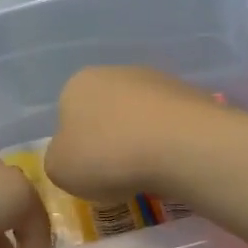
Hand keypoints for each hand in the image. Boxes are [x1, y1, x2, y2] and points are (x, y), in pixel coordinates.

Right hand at [44, 66, 218, 202]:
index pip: (67, 115)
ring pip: (139, 116)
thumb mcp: (59, 169)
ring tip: (150, 173)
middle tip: (117, 175)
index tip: (89, 172)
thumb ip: (57, 159)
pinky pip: (170, 123)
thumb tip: (72, 156)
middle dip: (110, 140)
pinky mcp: (190, 93)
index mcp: (77, 84)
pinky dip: (169, 142)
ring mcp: (156, 79)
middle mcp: (114, 72)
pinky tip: (174, 163)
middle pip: (105, 112)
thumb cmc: (107, 155)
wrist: (179, 145)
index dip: (76, 147)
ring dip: (141, 140)